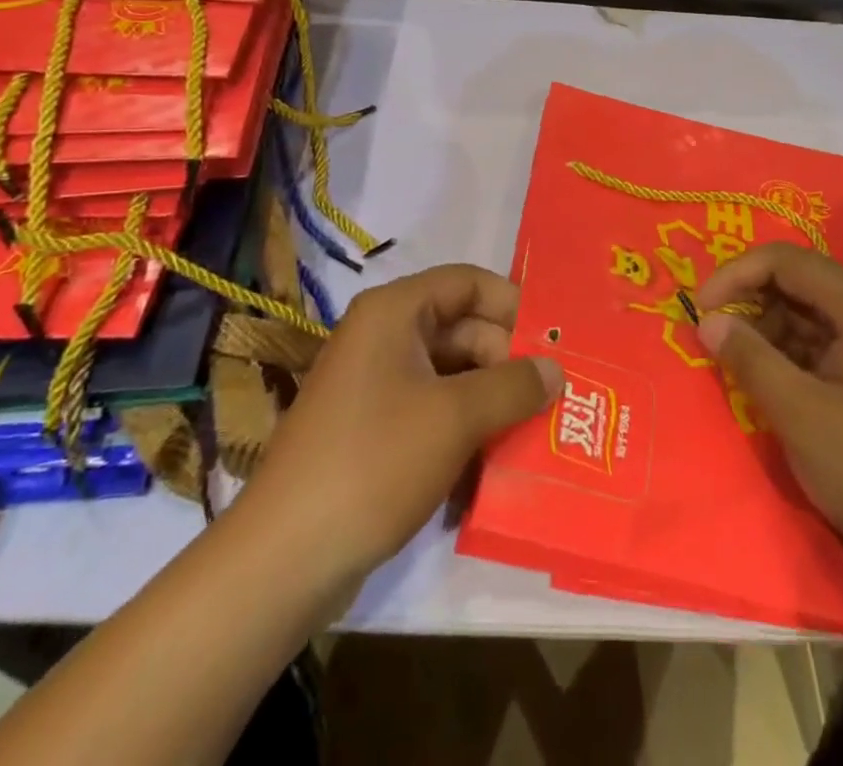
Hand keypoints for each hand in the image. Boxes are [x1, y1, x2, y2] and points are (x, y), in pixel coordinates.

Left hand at [243, 265, 562, 586]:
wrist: (285, 558)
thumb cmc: (375, 462)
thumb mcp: (455, 417)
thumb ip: (513, 386)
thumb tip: (556, 369)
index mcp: (394, 312)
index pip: (467, 283)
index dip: (513, 304)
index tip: (555, 340)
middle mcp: (384, 337)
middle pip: (463, 330)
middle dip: (508, 361)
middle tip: (556, 396)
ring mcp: (376, 386)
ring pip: (452, 375)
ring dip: (492, 400)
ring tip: (539, 430)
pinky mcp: (374, 431)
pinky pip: (433, 412)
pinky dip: (466, 428)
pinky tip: (498, 461)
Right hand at [695, 243, 842, 587]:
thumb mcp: (800, 413)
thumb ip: (749, 358)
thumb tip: (708, 320)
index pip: (783, 261)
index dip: (734, 275)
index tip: (700, 310)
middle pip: (797, 281)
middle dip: (749, 304)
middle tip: (714, 341)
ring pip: (809, 313)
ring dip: (769, 332)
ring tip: (740, 370)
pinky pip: (826, 341)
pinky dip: (793, 355)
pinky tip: (774, 387)